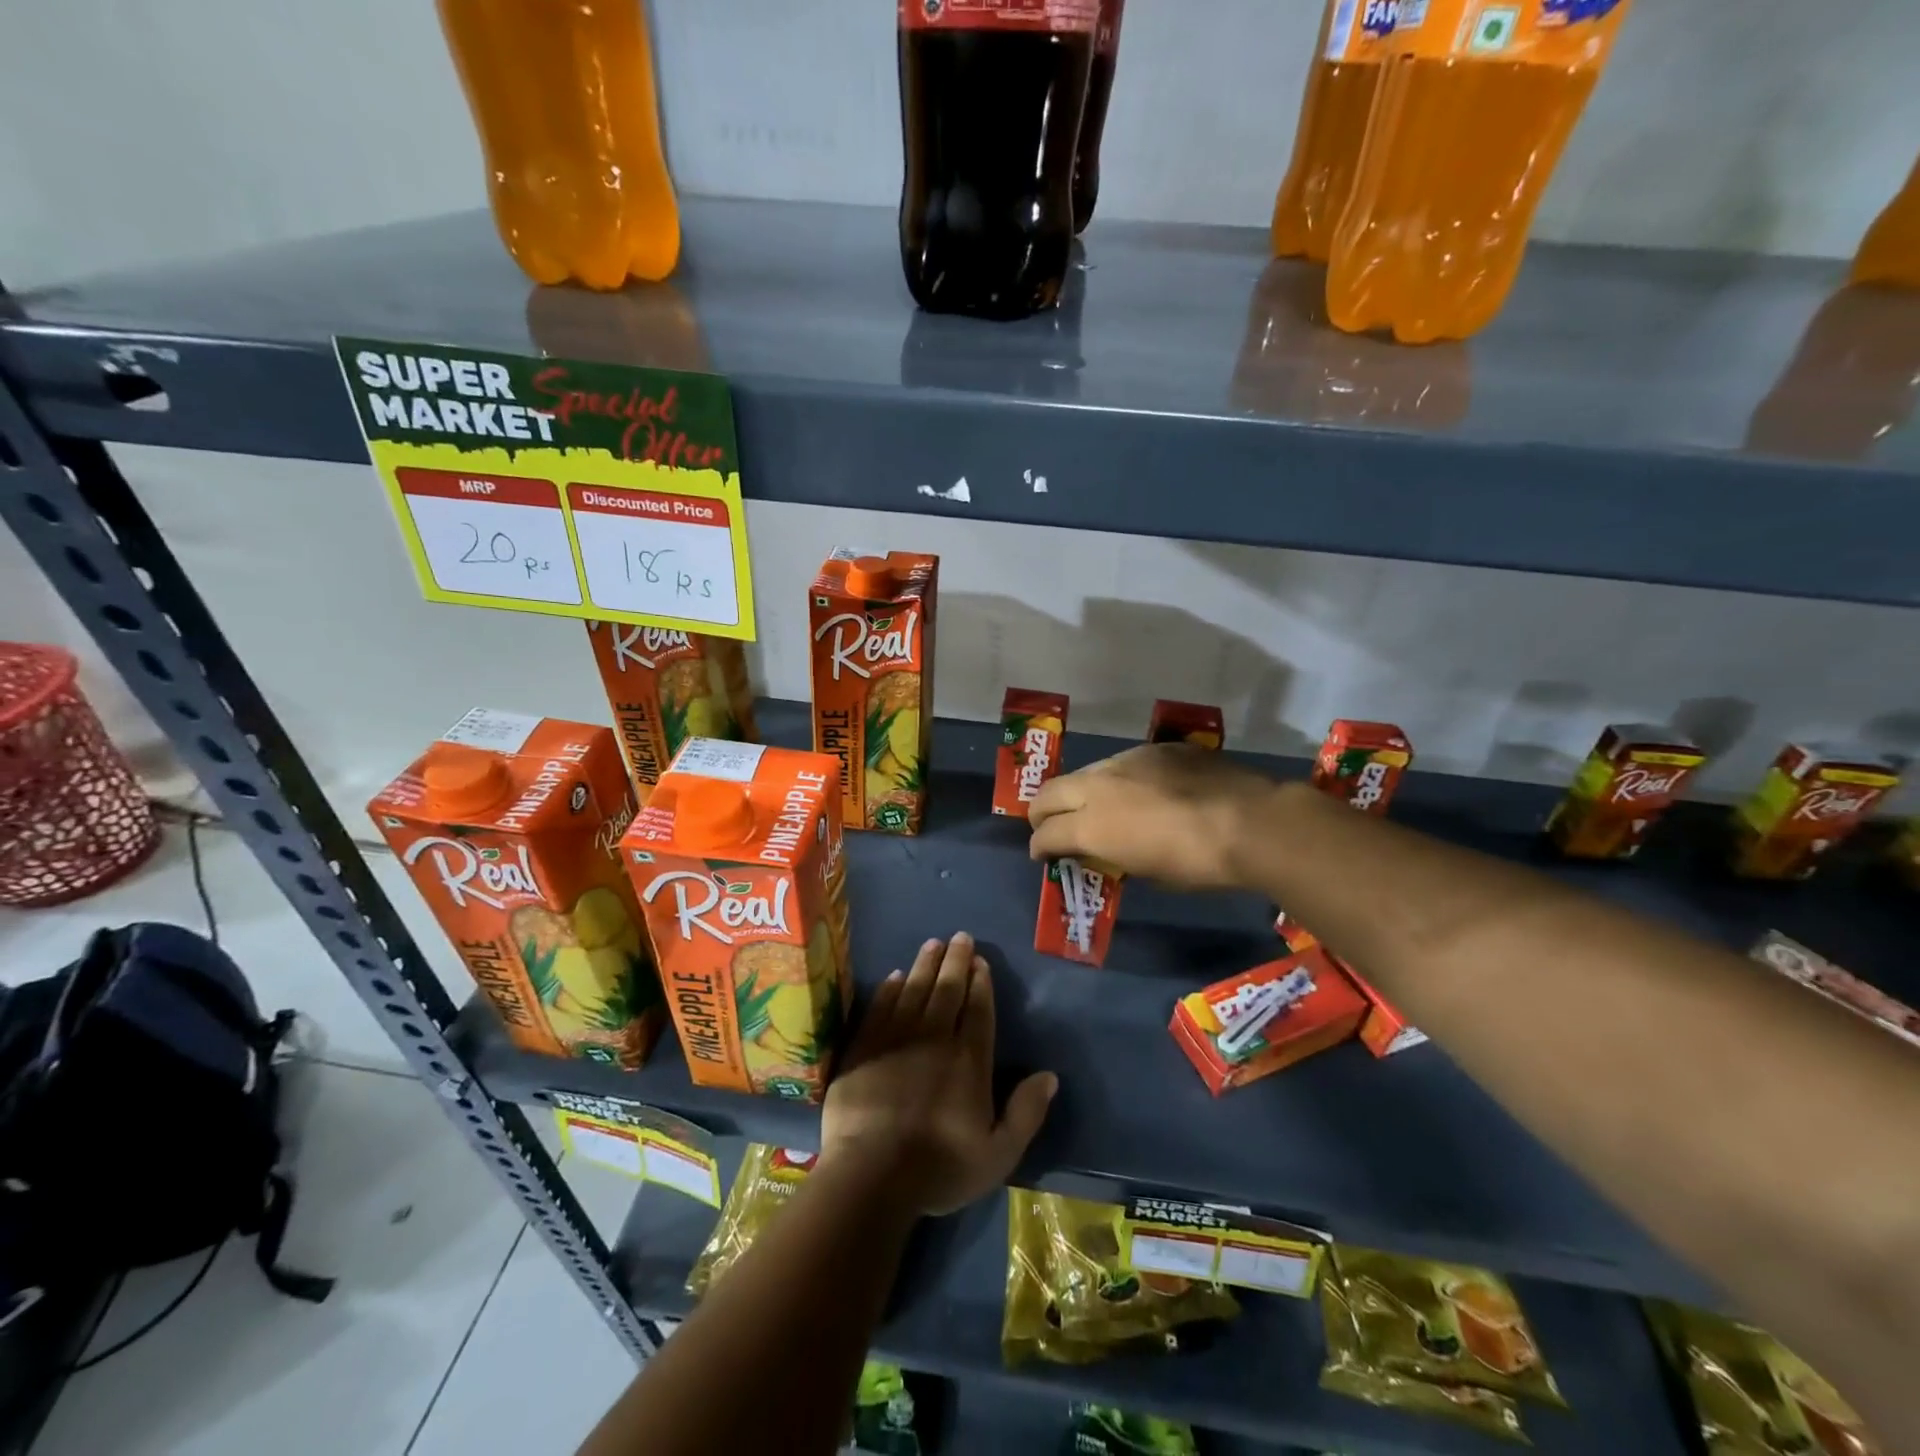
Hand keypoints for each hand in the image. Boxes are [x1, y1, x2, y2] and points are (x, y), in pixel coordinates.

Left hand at [821, 933, 1055, 1217]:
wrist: (871, 1175)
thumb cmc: (938, 1168)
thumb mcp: (997, 1154)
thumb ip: (1025, 1113)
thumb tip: (1050, 1076)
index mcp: (968, 1061)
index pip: (978, 1011)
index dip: (980, 983)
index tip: (980, 960)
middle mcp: (935, 1039)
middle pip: (947, 991)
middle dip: (955, 961)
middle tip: (959, 936)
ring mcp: (896, 1039)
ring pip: (915, 990)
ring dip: (925, 965)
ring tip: (933, 943)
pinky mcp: (865, 1046)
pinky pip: (880, 1006)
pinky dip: (890, 988)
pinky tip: (895, 975)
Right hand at [1027, 744, 1282, 890]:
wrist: (1249, 821)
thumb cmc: (1196, 863)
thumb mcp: (1147, 872)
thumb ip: (1115, 855)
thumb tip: (1109, 850)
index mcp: (1092, 824)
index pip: (1045, 834)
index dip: (1039, 847)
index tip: (1043, 856)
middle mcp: (1099, 785)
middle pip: (1049, 793)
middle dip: (1042, 812)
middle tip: (1050, 827)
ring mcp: (1127, 760)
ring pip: (1087, 773)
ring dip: (1082, 792)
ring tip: (1099, 807)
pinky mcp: (1157, 748)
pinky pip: (1126, 763)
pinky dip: (1122, 780)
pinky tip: (1145, 791)